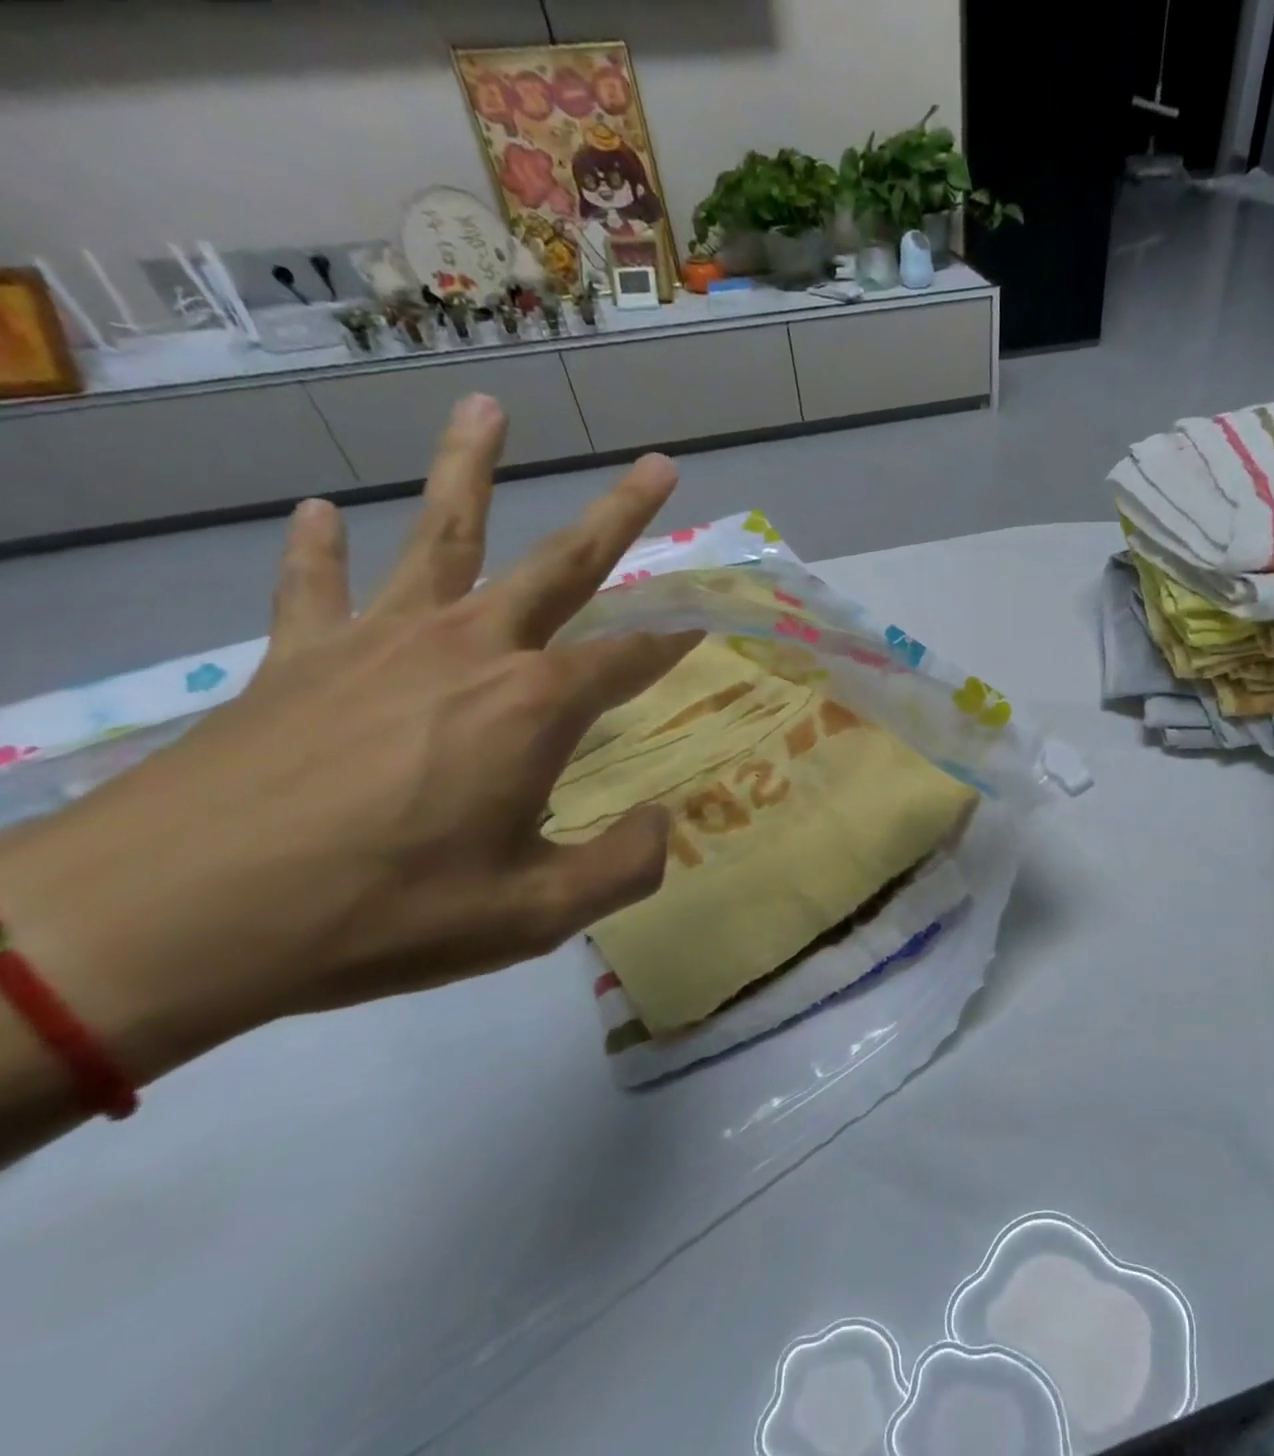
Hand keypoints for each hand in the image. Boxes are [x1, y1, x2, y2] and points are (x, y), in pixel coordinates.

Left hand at [0, 395, 698, 1098]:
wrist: (167, 920)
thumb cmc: (380, 913)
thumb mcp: (533, 916)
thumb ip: (623, 866)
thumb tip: (662, 824)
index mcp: (535, 706)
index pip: (632, 658)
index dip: (678, 640)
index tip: (710, 618)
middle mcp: (473, 649)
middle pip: (564, 563)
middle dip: (621, 513)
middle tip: (659, 464)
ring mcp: (381, 642)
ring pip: (440, 535)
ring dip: (468, 467)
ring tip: (486, 407)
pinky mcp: (299, 658)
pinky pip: (314, 587)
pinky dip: (316, 550)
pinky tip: (316, 514)